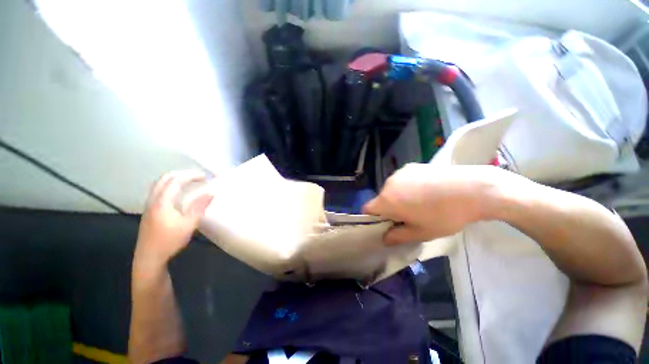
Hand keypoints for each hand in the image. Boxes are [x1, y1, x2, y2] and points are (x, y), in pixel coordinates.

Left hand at [135, 170, 213, 264]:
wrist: (149, 257)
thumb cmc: (169, 241)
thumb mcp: (188, 224)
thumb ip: (199, 207)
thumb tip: (211, 192)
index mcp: (162, 202)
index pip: (175, 181)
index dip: (190, 176)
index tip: (205, 176)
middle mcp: (153, 200)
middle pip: (164, 179)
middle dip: (181, 174)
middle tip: (196, 177)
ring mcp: (149, 206)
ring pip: (159, 185)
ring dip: (174, 179)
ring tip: (188, 182)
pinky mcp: (149, 212)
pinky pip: (158, 192)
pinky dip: (169, 187)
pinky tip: (177, 194)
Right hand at [363, 164, 498, 244]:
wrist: (473, 189)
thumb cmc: (444, 216)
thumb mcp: (421, 233)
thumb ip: (397, 237)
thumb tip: (384, 239)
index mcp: (387, 200)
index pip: (367, 209)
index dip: (373, 219)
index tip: (387, 225)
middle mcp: (388, 184)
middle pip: (380, 199)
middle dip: (389, 209)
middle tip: (409, 217)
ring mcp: (400, 173)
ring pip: (391, 189)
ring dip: (398, 197)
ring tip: (420, 202)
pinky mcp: (411, 166)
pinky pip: (402, 180)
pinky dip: (407, 187)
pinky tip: (427, 189)